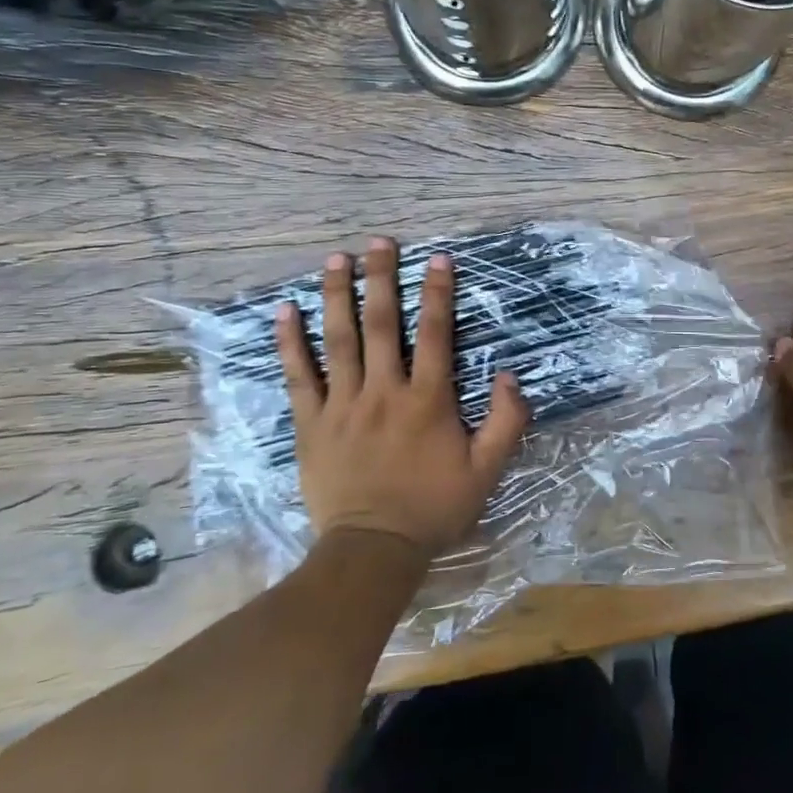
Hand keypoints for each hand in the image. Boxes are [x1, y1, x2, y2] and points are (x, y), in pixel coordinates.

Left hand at [276, 238, 529, 558]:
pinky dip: (290, 342)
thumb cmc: (433, 508)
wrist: (373, 550)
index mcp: (428, 400)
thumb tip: (507, 374)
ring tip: (336, 259)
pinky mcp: (311, 423)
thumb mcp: (487, 470)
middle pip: (382, 324)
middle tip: (379, 242)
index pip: (436, 334)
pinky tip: (285, 311)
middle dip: (382, 278)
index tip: (437, 258)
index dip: (438, 293)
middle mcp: (384, 391)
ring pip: (339, 339)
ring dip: (338, 295)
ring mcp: (343, 405)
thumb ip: (505, 421)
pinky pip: (299, 375)